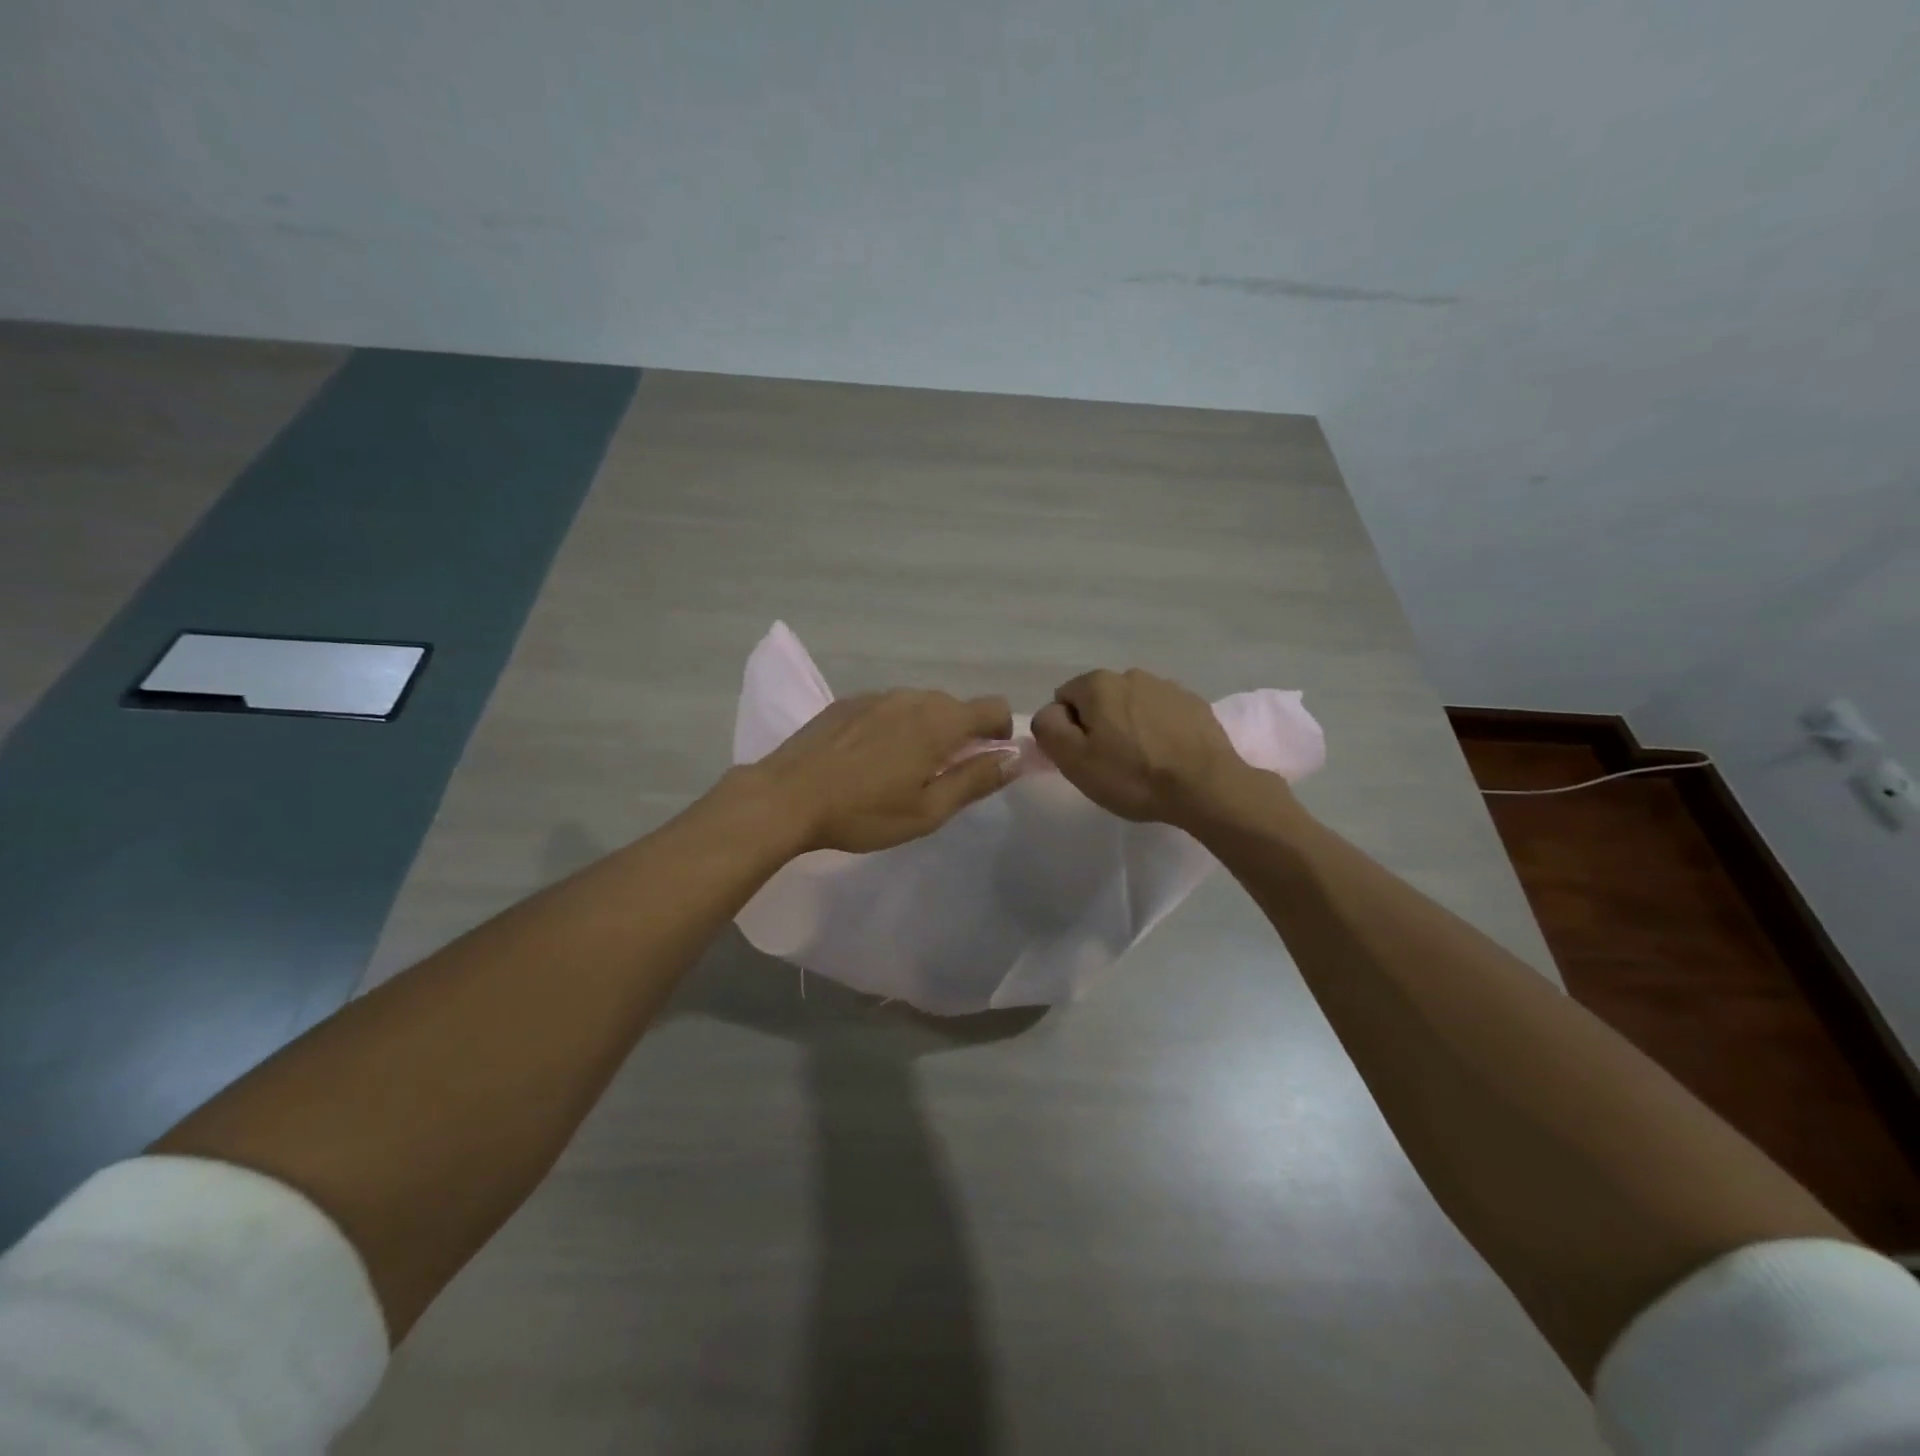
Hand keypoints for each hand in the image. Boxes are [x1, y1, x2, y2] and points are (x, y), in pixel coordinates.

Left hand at [746, 689, 1017, 853]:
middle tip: (941, 776)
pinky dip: (894, 726)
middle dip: (962, 735)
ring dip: (927, 729)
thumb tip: (1015, 758)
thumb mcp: (928, 810)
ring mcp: (877, 695)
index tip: (985, 762)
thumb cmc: (863, 812)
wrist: (786, 797)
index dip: (1001, 733)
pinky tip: (869, 758)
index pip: (994, 707)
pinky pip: (889, 707)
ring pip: (921, 705)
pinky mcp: (849, 701)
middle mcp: (913, 697)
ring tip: (901, 768)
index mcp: (939, 722)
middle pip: (957, 706)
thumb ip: (976, 780)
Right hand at [1031, 668, 1263, 827]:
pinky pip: (1162, 715)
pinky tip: (1167, 757)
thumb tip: (1051, 713)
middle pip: (1099, 701)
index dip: (1068, 731)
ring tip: (1143, 763)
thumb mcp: (1074, 759)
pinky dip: (1158, 731)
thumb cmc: (1132, 775)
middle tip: (1111, 764)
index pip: (1064, 699)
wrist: (1206, 787)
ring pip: (1132, 707)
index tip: (1085, 758)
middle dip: (1100, 726)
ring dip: (1130, 727)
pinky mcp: (1194, 704)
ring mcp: (1167, 687)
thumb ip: (1049, 728)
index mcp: (1098, 683)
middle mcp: (1131, 674)